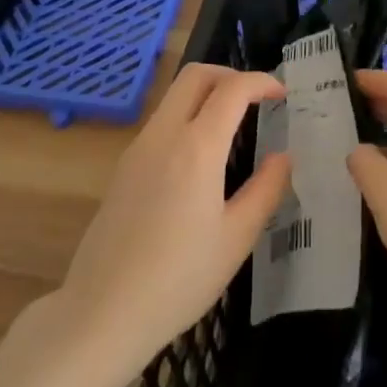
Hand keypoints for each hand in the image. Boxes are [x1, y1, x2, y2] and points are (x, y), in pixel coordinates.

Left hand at [54, 64, 291, 373]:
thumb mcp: (236, 238)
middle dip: (231, 75)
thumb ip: (265, 190)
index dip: (261, 82)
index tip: (283, 93)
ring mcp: (139, 147)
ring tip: (234, 125)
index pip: (233, 89)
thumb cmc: (179, 279)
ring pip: (175, 95)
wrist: (103, 311)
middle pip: (196, 75)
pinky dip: (188, 115)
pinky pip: (161, 120)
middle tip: (256, 99)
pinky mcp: (124, 165)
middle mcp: (164, 134)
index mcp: (196, 146)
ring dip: (207, 94)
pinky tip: (202, 156)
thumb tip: (284, 157)